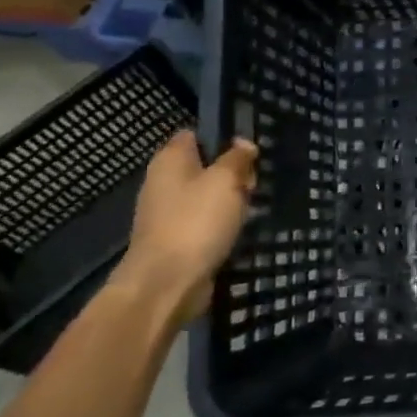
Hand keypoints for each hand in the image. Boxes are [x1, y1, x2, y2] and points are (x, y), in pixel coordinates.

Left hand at [120, 132, 258, 324]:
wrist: (166, 283)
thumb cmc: (196, 221)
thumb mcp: (226, 180)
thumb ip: (237, 158)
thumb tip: (243, 144)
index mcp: (170, 159)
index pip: (195, 134)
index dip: (222, 137)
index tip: (249, 150)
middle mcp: (164, 181)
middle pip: (205, 166)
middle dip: (232, 173)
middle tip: (252, 184)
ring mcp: (167, 212)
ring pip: (207, 196)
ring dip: (229, 201)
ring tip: (250, 208)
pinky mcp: (175, 239)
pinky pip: (204, 222)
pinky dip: (220, 225)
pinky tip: (237, 231)